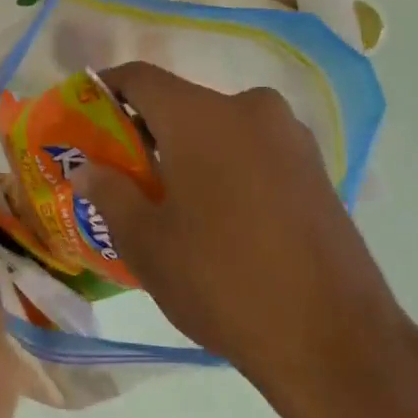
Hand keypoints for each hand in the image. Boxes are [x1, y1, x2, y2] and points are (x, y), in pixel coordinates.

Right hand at [77, 62, 417, 417]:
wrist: (332, 339)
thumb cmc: (220, 280)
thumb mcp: (145, 242)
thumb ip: (108, 192)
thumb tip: (87, 168)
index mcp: (202, 116)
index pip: (140, 78)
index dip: (105, 89)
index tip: (84, 114)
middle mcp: (250, 110)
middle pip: (181, 103)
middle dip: (145, 129)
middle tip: (119, 171)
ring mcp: (291, 138)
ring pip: (219, 127)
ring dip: (186, 150)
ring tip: (165, 199)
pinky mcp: (316, 170)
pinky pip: (252, 150)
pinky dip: (222, 166)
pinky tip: (214, 214)